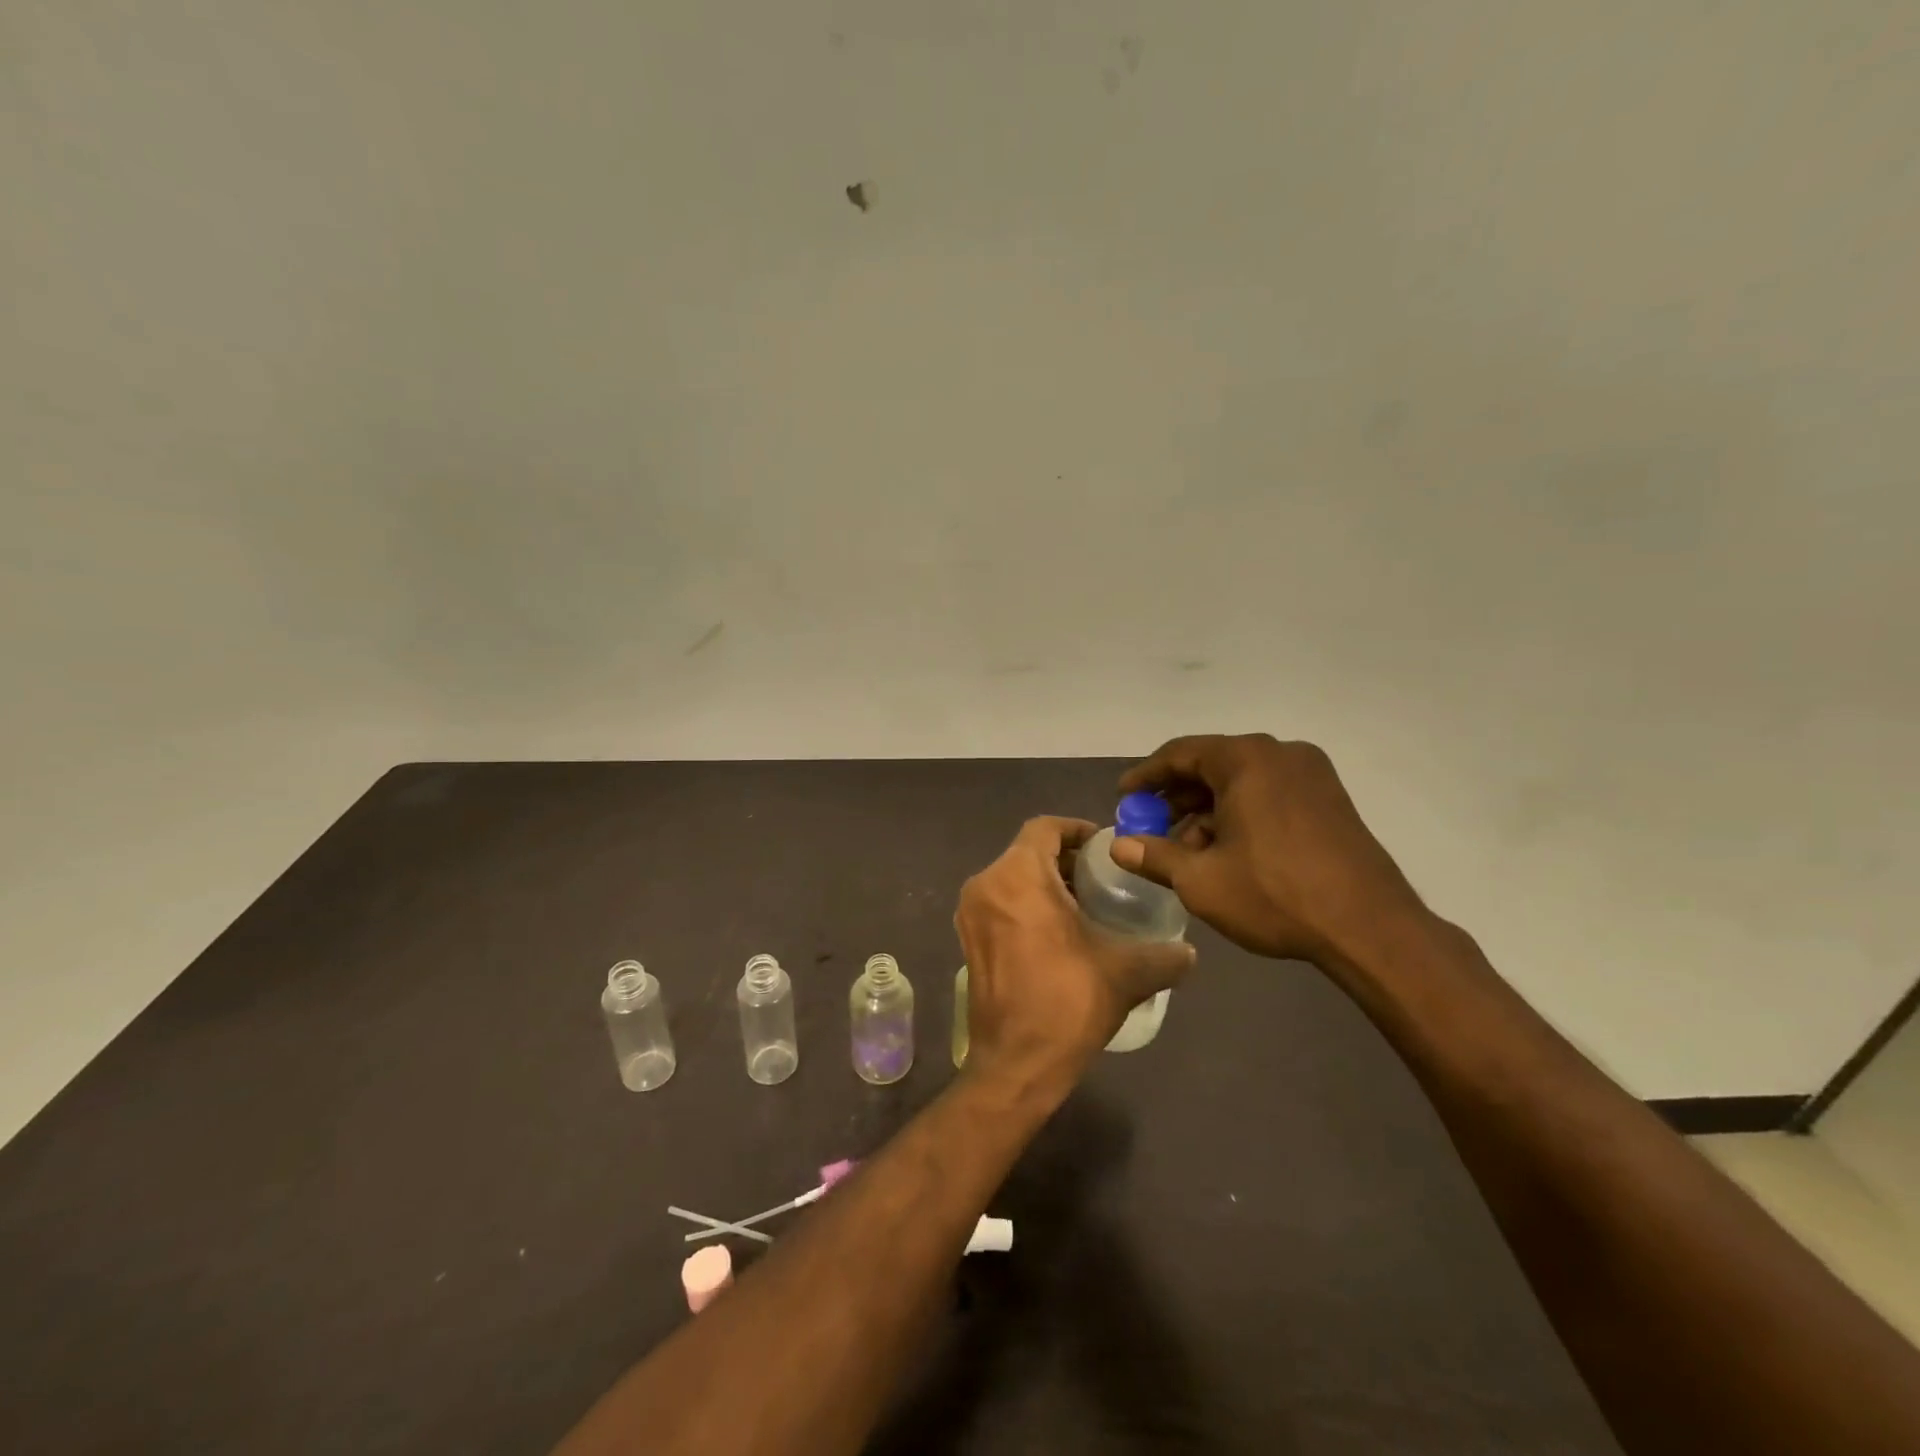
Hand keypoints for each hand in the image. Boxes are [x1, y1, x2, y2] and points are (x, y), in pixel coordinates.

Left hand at [954, 816, 1195, 1096]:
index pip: (1045, 828)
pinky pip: (1000, 903)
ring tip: (1086, 906)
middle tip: (1103, 879)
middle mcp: (985, 885)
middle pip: (1027, 852)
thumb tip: (1189, 952)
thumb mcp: (1125, 972)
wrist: (1016, 1065)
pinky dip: (1026, 904)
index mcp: (1017, 876)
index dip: (1077, 830)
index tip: (1105, 846)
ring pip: (1011, 878)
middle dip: (1065, 860)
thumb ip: (1164, 955)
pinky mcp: (967, 940)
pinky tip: (1059, 933)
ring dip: (1046, 883)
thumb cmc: (1067, 1003)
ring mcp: (970, 914)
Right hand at [1111, 735, 1424, 966]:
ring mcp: (1312, 775)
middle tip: (1151, 826)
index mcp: (1246, 759)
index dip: (1146, 776)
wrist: (1369, 927)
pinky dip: (1241, 814)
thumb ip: (1154, 856)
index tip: (1124, 796)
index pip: (1180, 754)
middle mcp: (1280, 754)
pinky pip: (1270, 793)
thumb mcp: (1200, 880)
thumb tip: (1119, 847)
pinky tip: (1228, 852)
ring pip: (1242, 782)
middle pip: (1212, 765)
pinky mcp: (1330, 799)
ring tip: (1188, 850)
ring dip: (1208, 810)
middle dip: (1177, 797)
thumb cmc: (1275, 894)